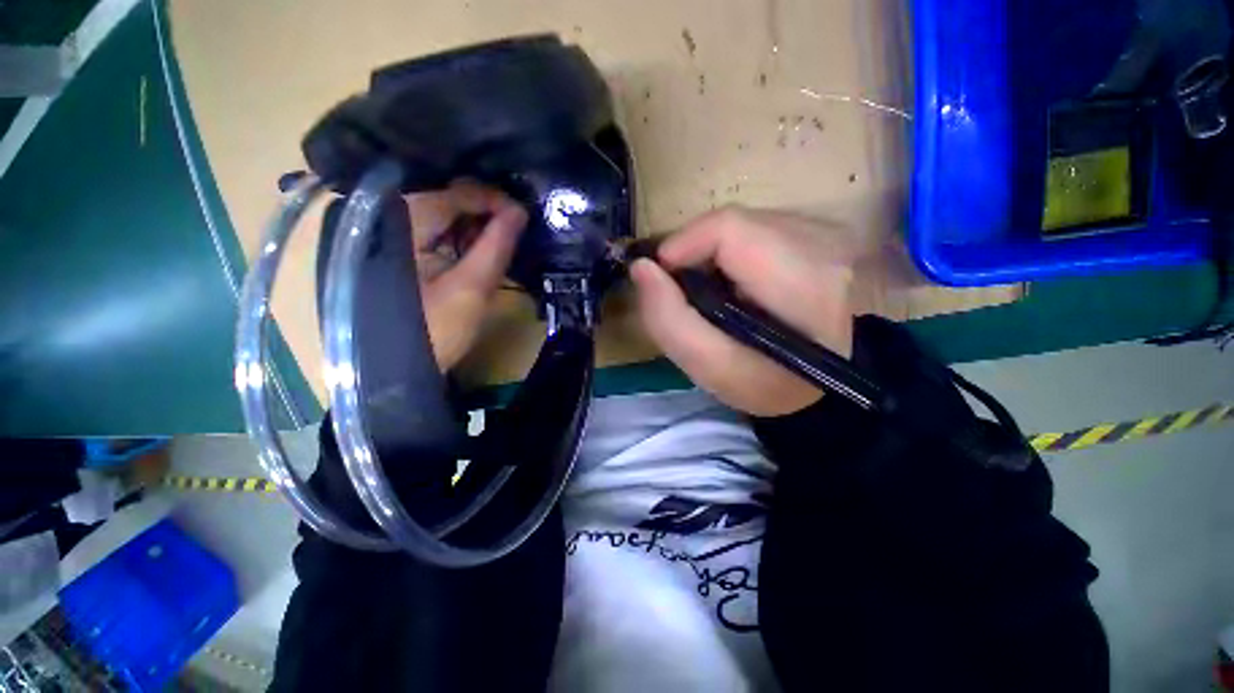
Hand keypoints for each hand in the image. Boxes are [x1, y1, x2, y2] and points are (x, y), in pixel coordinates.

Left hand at [405, 180, 526, 370]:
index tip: (524, 217)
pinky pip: (436, 229)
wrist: (399, 369)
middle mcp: (390, 216)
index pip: (455, 192)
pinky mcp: (398, 250)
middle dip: (486, 210)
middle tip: (517, 228)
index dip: (494, 199)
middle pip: (447, 197)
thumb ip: (496, 246)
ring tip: (503, 238)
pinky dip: (462, 236)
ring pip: (443, 212)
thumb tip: (520, 211)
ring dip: (476, 223)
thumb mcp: (472, 288)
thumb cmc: (436, 331)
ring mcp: (391, 233)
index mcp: (402, 221)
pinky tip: (480, 248)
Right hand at [629, 207, 857, 416]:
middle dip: (696, 253)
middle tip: (686, 291)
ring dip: (714, 253)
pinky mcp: (821, 234)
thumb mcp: (709, 367)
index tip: (662, 276)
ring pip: (744, 221)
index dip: (684, 243)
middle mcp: (825, 246)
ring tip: (713, 291)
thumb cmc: (763, 384)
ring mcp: (827, 235)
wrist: (816, 383)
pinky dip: (734, 251)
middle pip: (734, 222)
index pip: (730, 228)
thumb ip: (668, 320)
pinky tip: (737, 282)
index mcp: (802, 284)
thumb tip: (641, 266)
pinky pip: (758, 226)